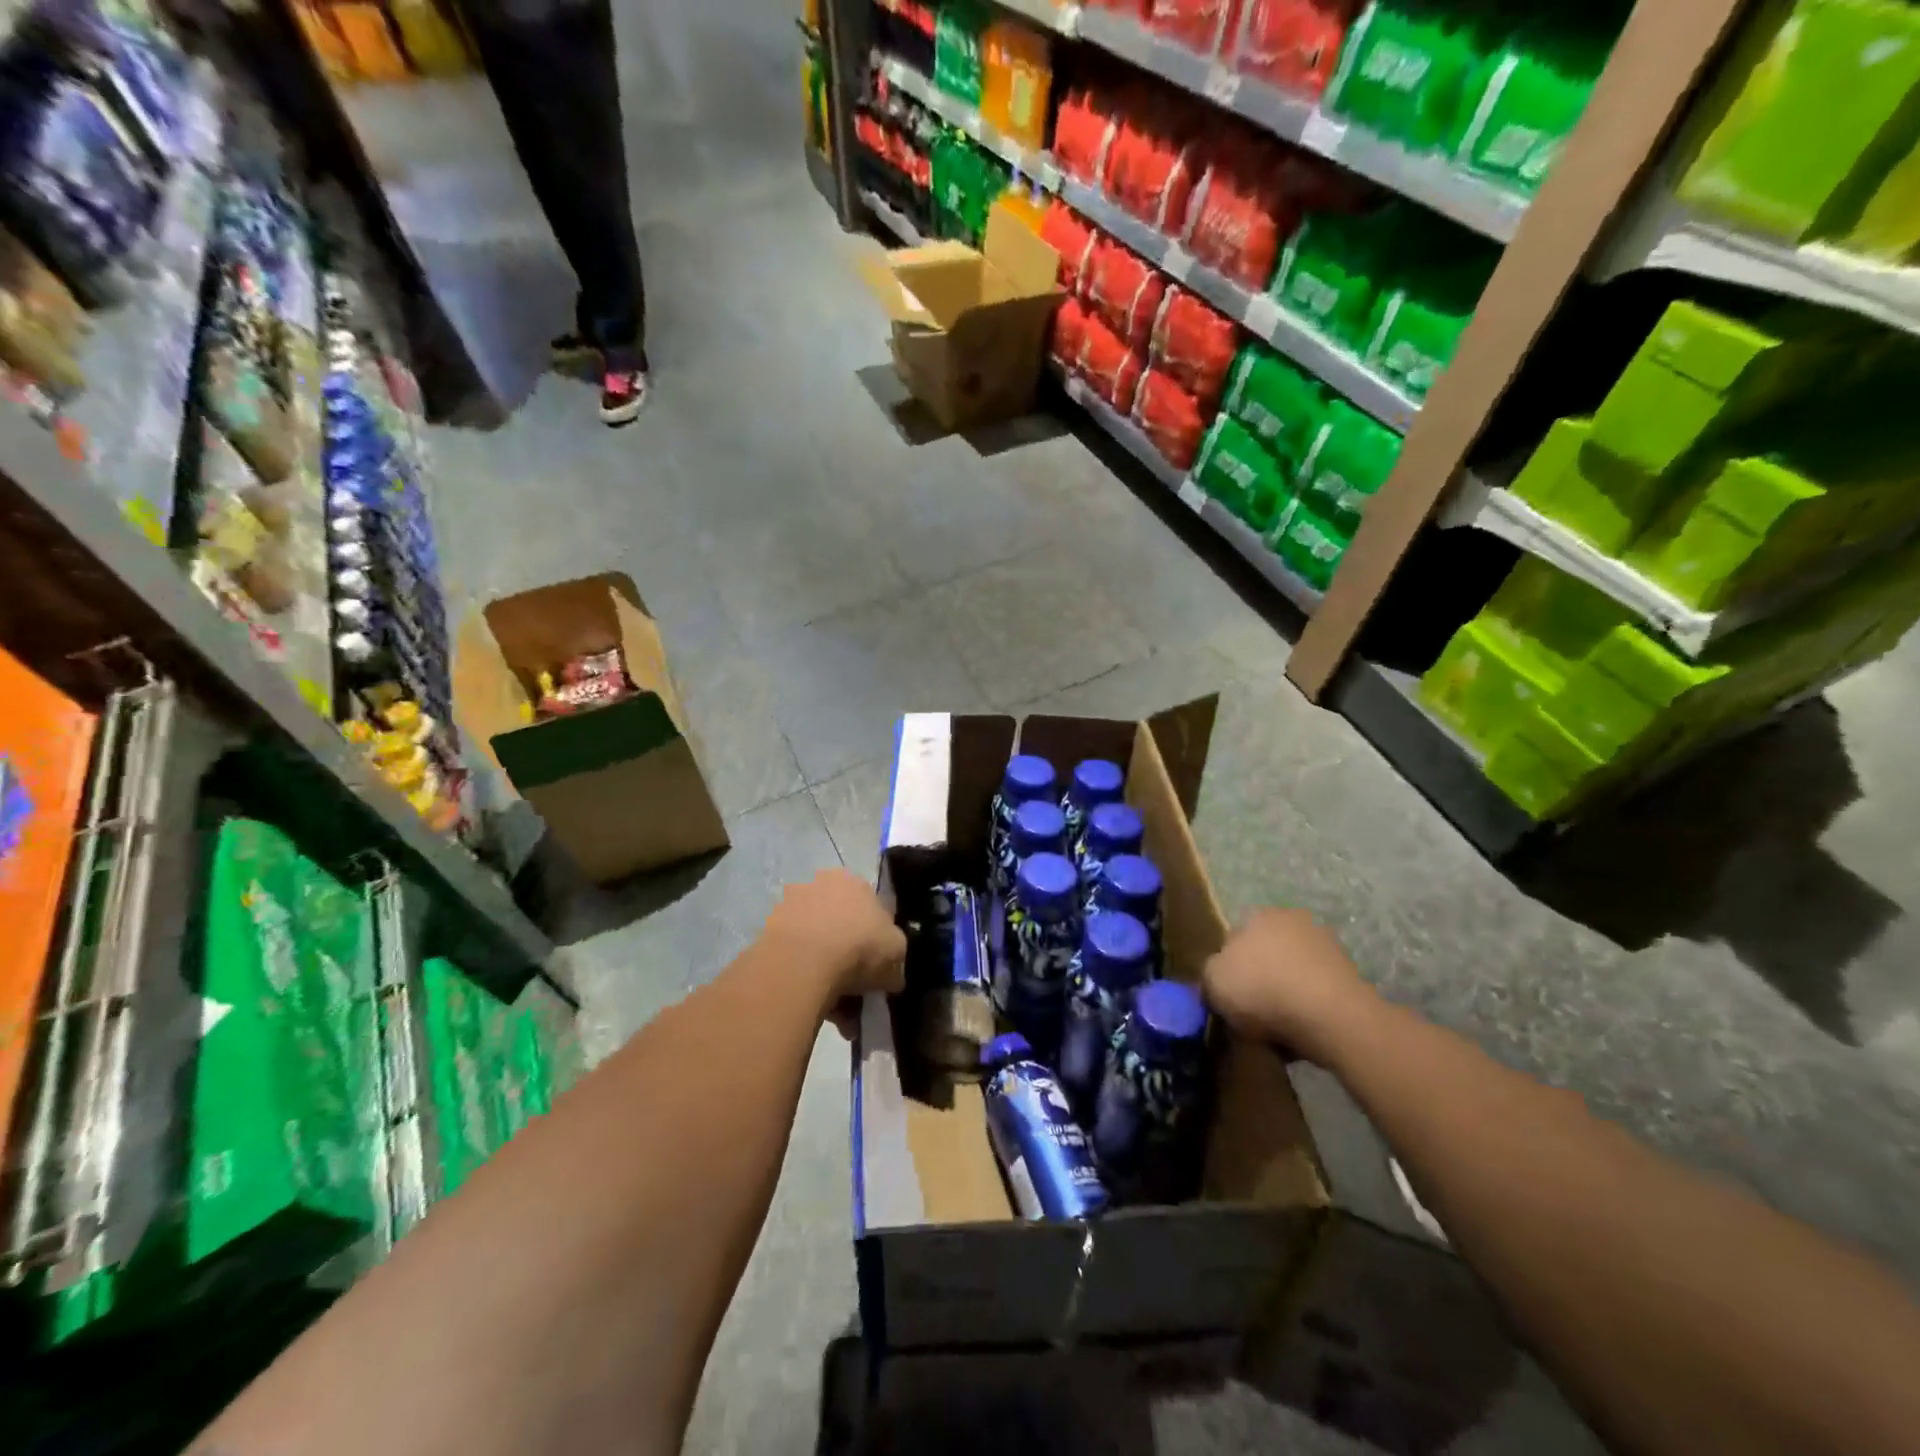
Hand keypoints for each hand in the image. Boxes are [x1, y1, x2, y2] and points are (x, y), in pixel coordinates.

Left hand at [763, 869, 905, 1006]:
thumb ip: (895, 959)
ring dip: (829, 975)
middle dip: (851, 960)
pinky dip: (807, 981)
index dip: (877, 939)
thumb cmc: (859, 945)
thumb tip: (890, 976)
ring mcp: (789, 908)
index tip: (879, 967)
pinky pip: (796, 961)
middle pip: (842, 926)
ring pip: (817, 946)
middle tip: (858, 992)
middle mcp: (818, 884)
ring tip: (839, 1011)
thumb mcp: (897, 952)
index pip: (870, 907)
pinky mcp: (767, 934)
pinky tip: (817, 1007)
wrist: (803, 962)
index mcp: (852, 880)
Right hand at [1203, 908, 1378, 1065]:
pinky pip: (1316, 993)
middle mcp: (1292, 920)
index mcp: (1257, 915)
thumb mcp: (1213, 983)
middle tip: (1251, 1012)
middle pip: (1265, 954)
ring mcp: (1326, 945)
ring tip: (1277, 1029)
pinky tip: (1302, 1032)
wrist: (1331, 1017)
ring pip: (1292, 973)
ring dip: (1285, 994)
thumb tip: (1216, 980)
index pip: (1233, 939)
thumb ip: (1209, 976)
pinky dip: (1309, 1009)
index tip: (1227, 996)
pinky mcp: (1350, 975)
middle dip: (1259, 979)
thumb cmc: (1263, 990)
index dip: (1227, 970)